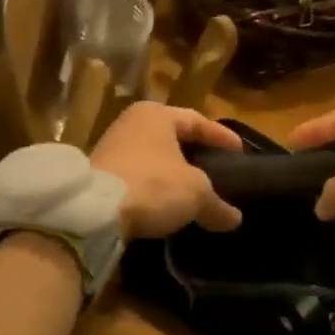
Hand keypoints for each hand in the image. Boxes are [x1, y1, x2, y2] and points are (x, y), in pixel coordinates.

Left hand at [90, 102, 243, 238]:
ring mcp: (111, 147)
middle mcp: (131, 123)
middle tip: (218, 171)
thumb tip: (234, 220)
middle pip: (174, 138)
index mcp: (156, 114)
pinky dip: (154, 187)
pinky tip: (166, 204)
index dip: (222, 137)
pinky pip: (137, 176)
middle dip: (196, 156)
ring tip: (194, 192)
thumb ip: (218, 205)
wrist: (93, 212)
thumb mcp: (195, 194)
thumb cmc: (152, 185)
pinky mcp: (99, 173)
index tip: (240, 152)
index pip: (198, 120)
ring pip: (154, 158)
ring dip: (173, 174)